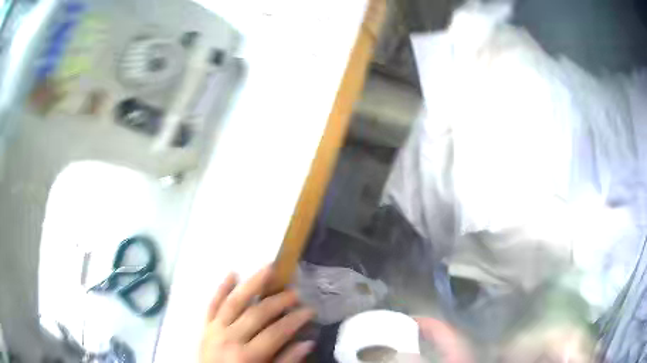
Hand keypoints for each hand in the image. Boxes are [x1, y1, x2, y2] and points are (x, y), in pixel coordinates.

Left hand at [200, 267, 315, 362]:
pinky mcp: (205, 326)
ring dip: (251, 284)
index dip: (295, 320)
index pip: (276, 332)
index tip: (309, 310)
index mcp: (247, 355)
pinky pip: (212, 304)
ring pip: (234, 301)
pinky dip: (221, 288)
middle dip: (278, 301)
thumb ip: (286, 361)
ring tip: (267, 268)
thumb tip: (307, 342)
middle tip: (294, 292)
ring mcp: (215, 330)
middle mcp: (229, 338)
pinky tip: (231, 273)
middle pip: (257, 314)